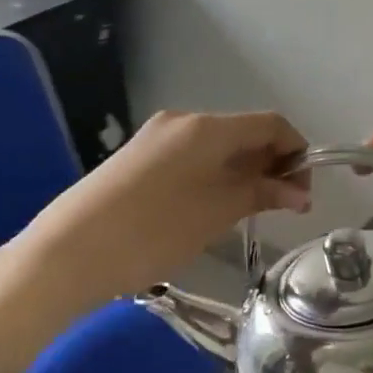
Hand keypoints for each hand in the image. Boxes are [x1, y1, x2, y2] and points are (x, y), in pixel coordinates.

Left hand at [0, 111, 308, 372]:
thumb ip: (261, 194)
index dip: (296, 151)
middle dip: (270, 164)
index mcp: (206, 127)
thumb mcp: (215, 214)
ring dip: (242, 171)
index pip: (270, 124)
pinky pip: (191, 156)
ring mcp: (156, 137)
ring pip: (216, 146)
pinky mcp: (137, 157)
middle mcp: (182, 120)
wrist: (68, 252)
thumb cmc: (153, 231)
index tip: (304, 191)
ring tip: (249, 211)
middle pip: (242, 132)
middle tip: (282, 207)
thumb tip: (299, 192)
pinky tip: (212, 206)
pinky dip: (214, 175)